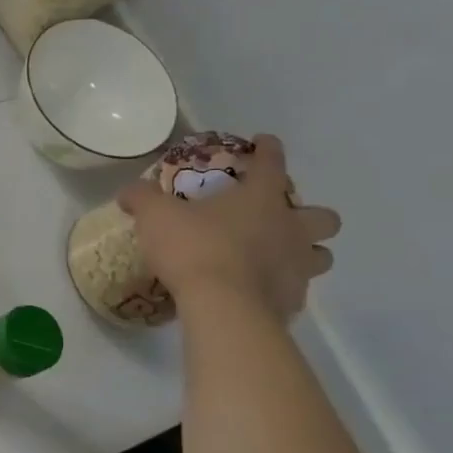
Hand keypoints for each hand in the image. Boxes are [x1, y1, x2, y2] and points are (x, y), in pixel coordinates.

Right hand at [117, 135, 339, 319]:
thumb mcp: (155, 216)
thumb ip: (142, 198)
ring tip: (276, 256)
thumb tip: (129, 192)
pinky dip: (282, 286)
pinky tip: (257, 290)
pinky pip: (297, 289)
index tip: (264, 143)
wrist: (223, 309)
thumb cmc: (194, 249)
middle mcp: (290, 228)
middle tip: (280, 218)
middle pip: (323, 216)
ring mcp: (298, 267)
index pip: (272, 162)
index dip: (268, 149)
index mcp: (262, 198)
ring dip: (306, 253)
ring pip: (321, 255)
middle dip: (309, 215)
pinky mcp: (294, 302)